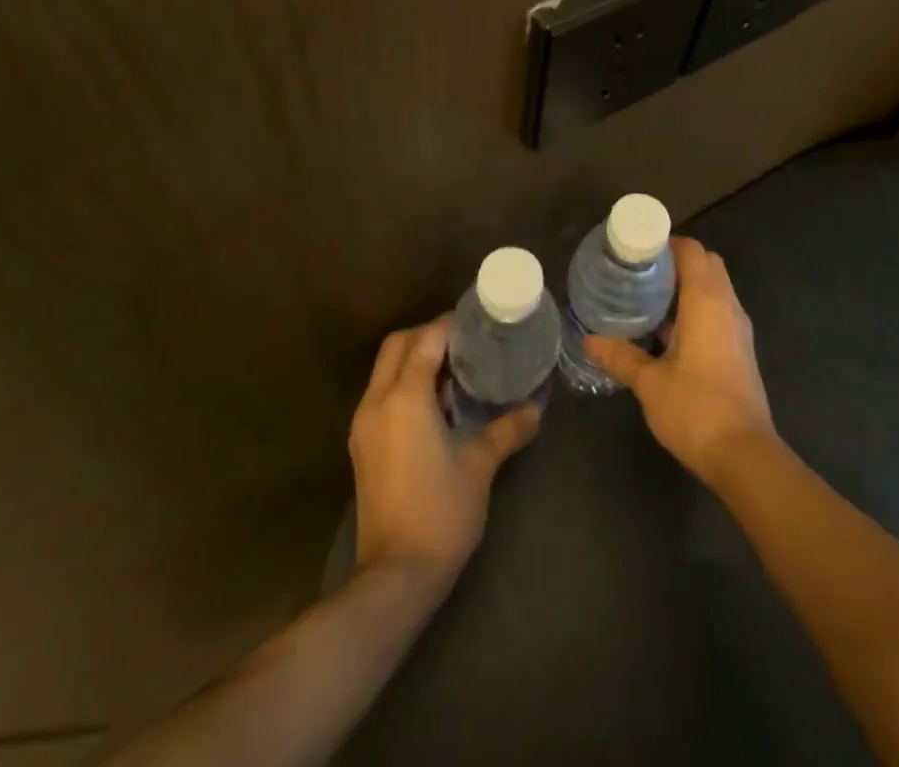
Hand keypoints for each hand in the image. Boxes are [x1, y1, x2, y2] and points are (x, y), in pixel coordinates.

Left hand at [348, 317, 540, 588]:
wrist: (395, 576)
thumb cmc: (441, 512)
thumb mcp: (480, 465)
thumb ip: (507, 428)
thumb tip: (537, 407)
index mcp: (405, 398)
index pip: (426, 339)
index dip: (451, 325)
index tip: (479, 322)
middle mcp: (377, 402)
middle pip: (397, 345)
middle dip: (427, 334)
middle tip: (465, 341)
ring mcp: (364, 425)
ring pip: (385, 369)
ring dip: (414, 358)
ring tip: (454, 366)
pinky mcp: (362, 445)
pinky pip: (381, 393)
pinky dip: (404, 382)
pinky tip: (435, 401)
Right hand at [584, 237, 774, 485]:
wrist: (744, 456)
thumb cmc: (696, 408)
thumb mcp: (650, 382)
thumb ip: (621, 356)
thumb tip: (589, 339)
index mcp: (707, 300)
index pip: (692, 250)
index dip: (665, 243)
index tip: (636, 250)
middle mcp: (728, 306)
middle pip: (706, 264)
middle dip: (675, 262)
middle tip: (639, 273)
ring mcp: (738, 329)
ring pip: (714, 289)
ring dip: (686, 287)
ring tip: (647, 298)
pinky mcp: (740, 351)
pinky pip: (717, 312)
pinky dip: (695, 309)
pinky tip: (666, 332)